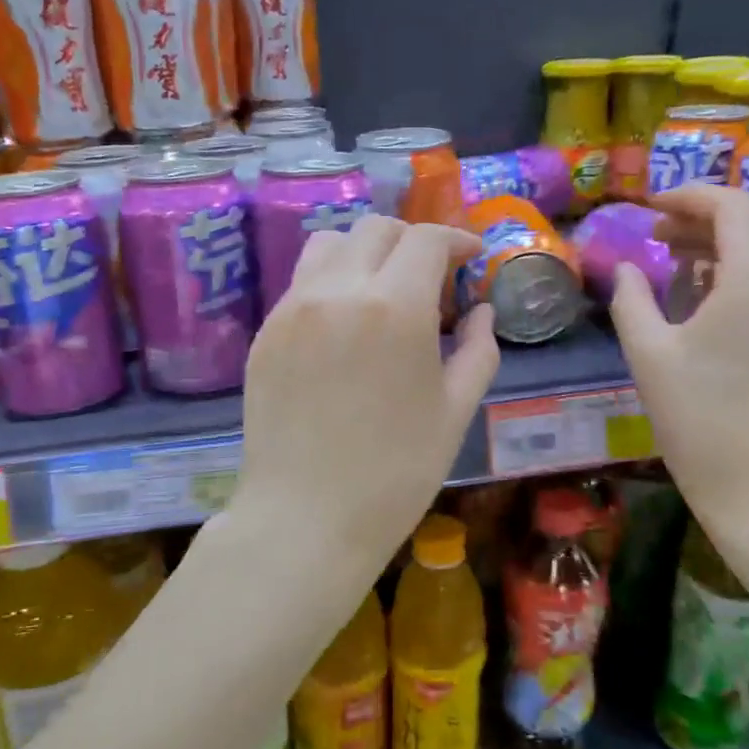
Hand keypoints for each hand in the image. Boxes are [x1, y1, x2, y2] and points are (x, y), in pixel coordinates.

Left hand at [231, 216, 499, 607]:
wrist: (306, 519)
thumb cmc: (395, 474)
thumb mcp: (455, 411)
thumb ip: (478, 349)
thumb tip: (482, 309)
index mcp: (394, 307)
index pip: (426, 240)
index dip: (455, 240)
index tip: (471, 257)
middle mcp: (338, 291)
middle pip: (376, 229)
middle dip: (412, 241)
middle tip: (432, 277)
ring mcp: (293, 308)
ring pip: (330, 244)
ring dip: (366, 252)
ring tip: (383, 290)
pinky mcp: (266, 332)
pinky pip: (301, 282)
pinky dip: (332, 281)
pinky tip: (345, 323)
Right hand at [608, 185, 748, 523]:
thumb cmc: (698, 419)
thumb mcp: (648, 353)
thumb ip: (632, 298)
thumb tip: (627, 267)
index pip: (732, 207)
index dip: (689, 197)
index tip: (650, 206)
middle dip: (704, 218)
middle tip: (657, 234)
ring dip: (724, 242)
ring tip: (676, 258)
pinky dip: (745, 268)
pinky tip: (710, 290)